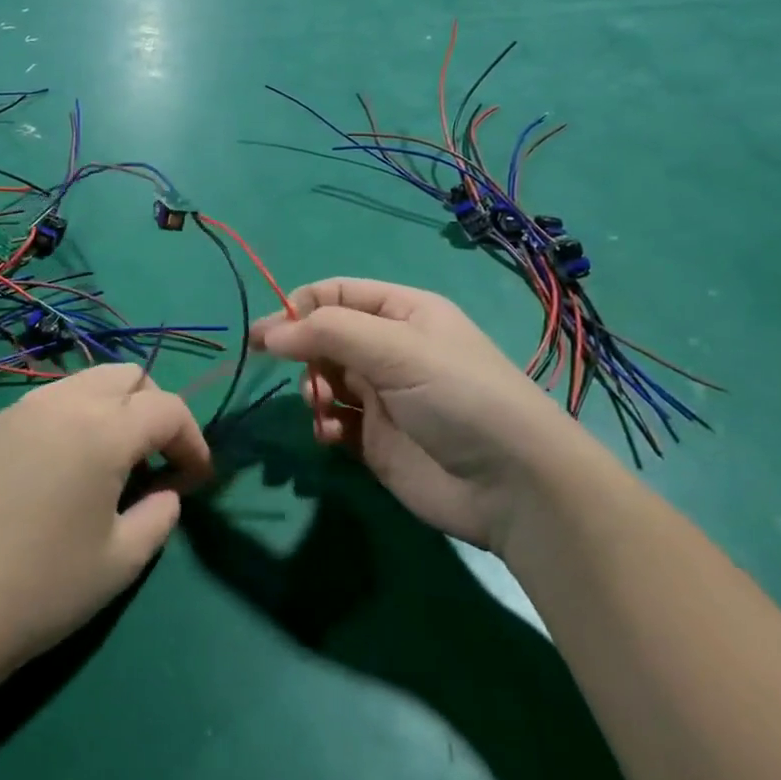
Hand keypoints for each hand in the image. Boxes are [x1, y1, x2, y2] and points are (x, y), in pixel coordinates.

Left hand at [0, 365, 211, 686]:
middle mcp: (62, 403)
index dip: (192, 440)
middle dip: (153, 409)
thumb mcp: (121, 561)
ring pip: (85, 382)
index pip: (167, 409)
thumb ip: (160, 515)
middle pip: (127, 376)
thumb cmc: (42, 589)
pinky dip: (72, 419)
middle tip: (155, 460)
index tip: (196, 478)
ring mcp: (20, 409)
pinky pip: (47, 403)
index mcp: (102, 430)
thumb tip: (166, 491)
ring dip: (112, 409)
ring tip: (108, 464)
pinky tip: (60, 469)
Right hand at [249, 278, 586, 552]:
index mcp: (402, 312)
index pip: (335, 294)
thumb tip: (269, 333)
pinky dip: (324, 424)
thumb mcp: (396, 349)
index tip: (267, 335)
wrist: (513, 485)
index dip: (298, 307)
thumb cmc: (458, 396)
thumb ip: (328, 332)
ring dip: (313, 390)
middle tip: (302, 377)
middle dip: (305, 353)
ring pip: (324, 379)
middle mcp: (390, 349)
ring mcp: (382, 396)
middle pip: (324, 337)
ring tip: (322, 407)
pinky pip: (334, 421)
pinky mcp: (377, 440)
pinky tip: (331, 436)